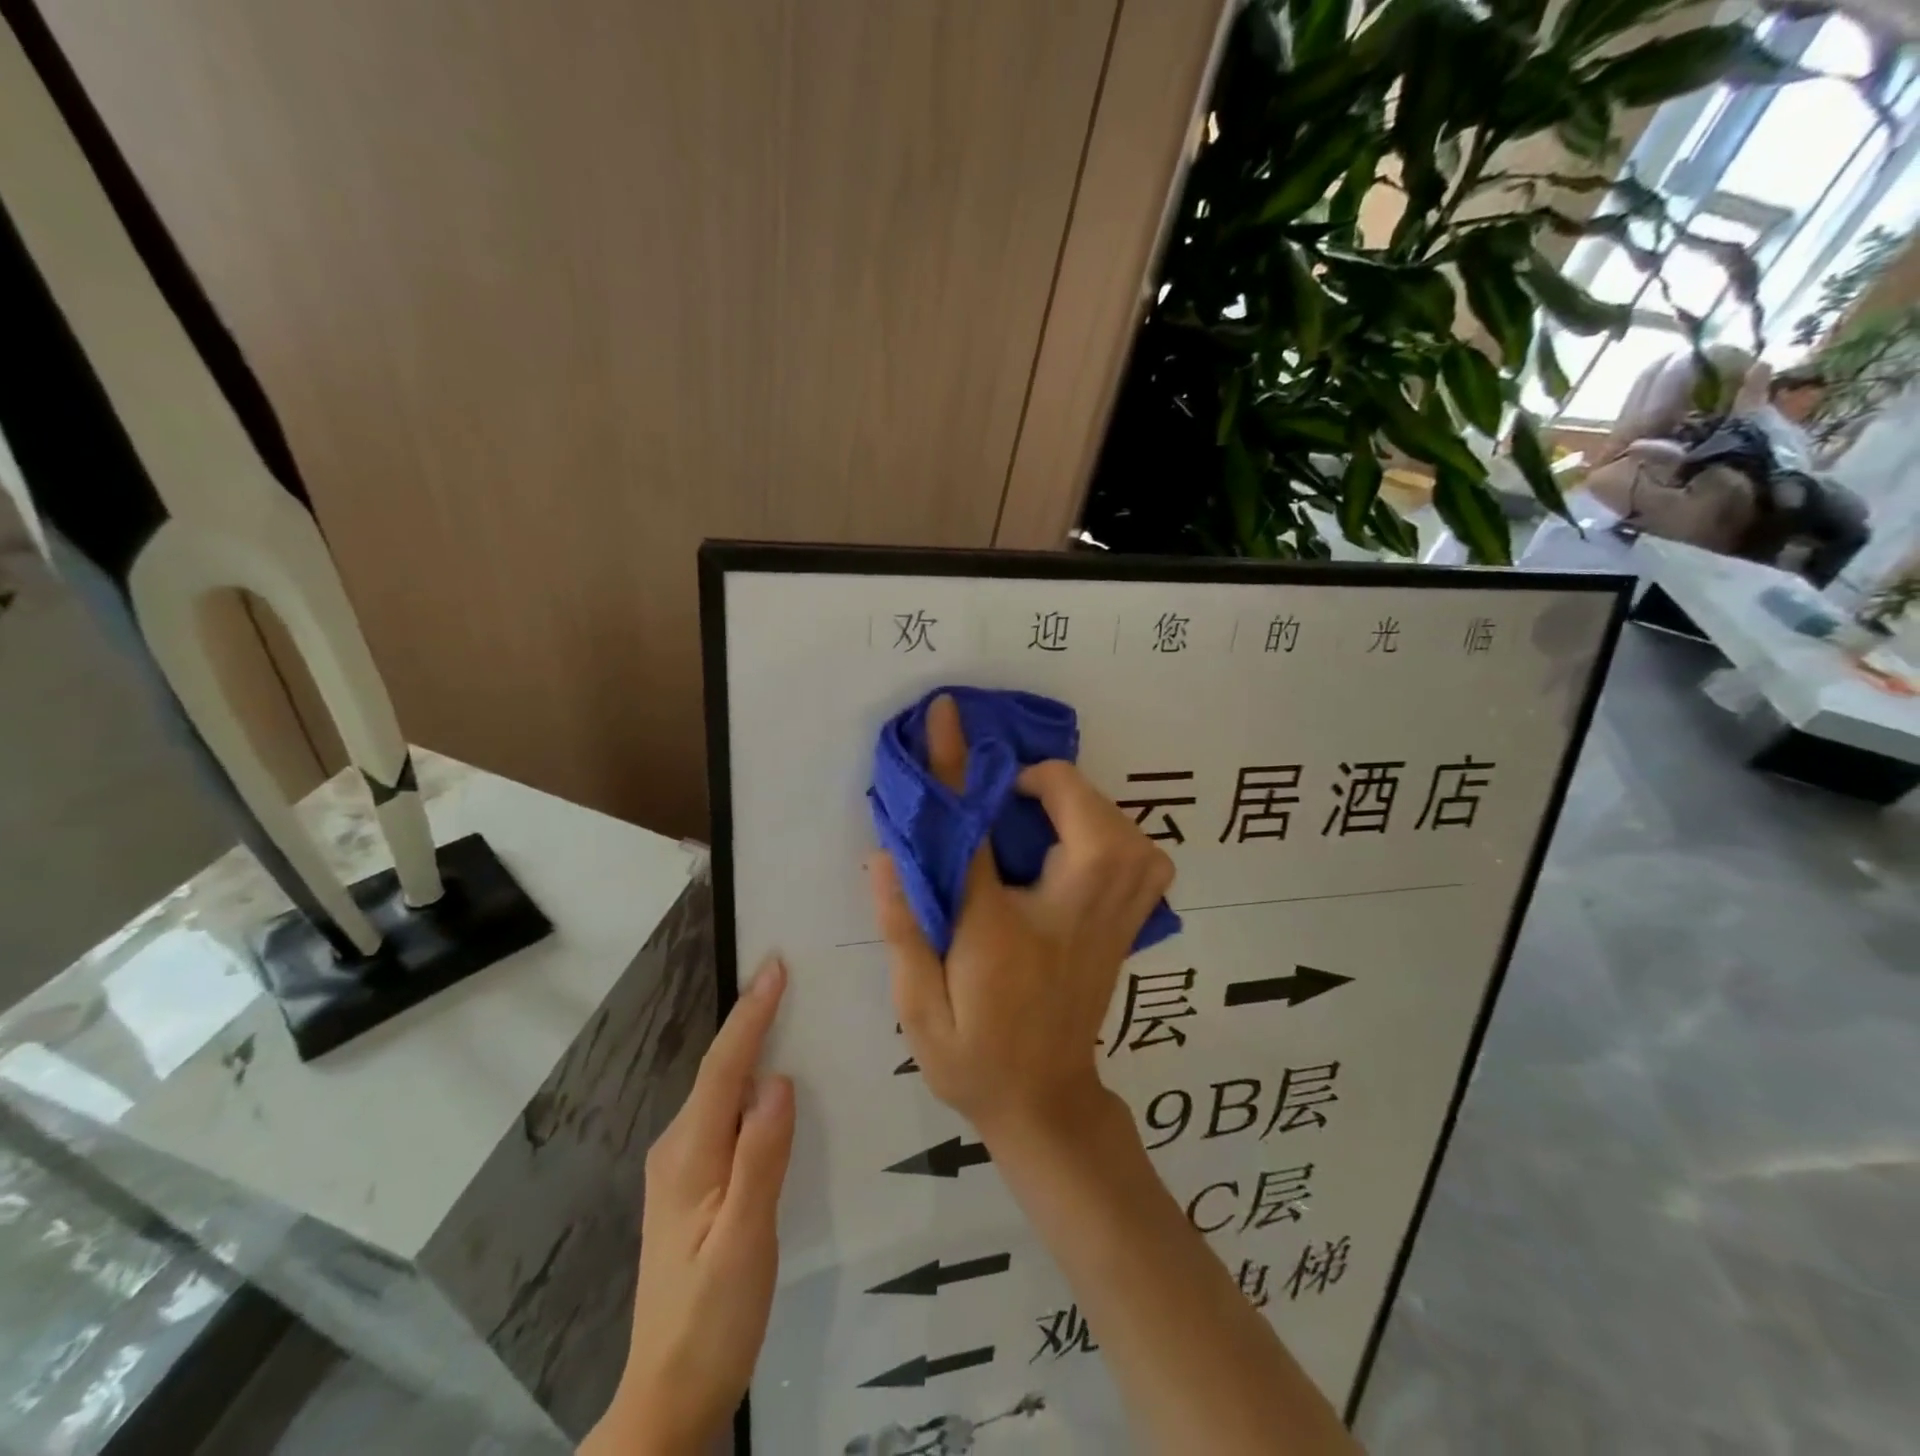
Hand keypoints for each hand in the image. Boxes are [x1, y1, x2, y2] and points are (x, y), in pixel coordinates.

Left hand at [585, 957, 793, 1455]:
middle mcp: (677, 1149)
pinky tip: (773, 1083)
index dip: (751, 1014)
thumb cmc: (712, 1320)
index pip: (723, 1068)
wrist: (669, 1397)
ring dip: (750, 1047)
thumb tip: (778, 1080)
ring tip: (788, 1012)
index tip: (775, 966)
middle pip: (719, 1070)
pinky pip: (724, 1115)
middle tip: (789, 975)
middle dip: (752, 1018)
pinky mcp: (693, 1184)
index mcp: (689, 1156)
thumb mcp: (745, 1243)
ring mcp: (681, 1168)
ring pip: (721, 1091)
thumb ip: (761, 1159)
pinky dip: (748, 1083)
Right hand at [869, 695, 1173, 1147]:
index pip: (978, 832)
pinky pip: (1146, 858)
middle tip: (1007, 798)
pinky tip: (1082, 844)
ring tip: (1041, 815)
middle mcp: (1070, 918)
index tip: (946, 715)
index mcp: (1001, 933)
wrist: (1044, 1102)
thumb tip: (886, 852)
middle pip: (1088, 820)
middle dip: (1049, 785)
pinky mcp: (1129, 926)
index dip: (958, 765)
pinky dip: (1118, 833)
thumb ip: (901, 927)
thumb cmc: (973, 1056)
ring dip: (1083, 806)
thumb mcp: (917, 1005)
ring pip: (1128, 833)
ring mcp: (1112, 923)